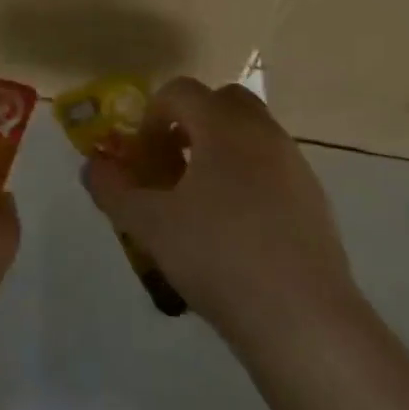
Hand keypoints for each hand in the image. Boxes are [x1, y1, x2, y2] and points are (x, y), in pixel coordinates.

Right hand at [83, 78, 361, 351]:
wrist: (302, 318)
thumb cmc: (217, 256)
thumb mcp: (149, 224)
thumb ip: (113, 190)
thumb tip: (94, 167)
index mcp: (225, 127)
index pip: (181, 91)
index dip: (151, 116)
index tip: (141, 156)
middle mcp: (264, 134)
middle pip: (222, 102)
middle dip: (189, 123)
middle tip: (170, 165)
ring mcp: (295, 166)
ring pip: (250, 136)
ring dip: (218, 151)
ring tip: (196, 203)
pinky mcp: (313, 200)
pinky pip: (271, 168)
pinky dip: (245, 178)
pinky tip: (232, 230)